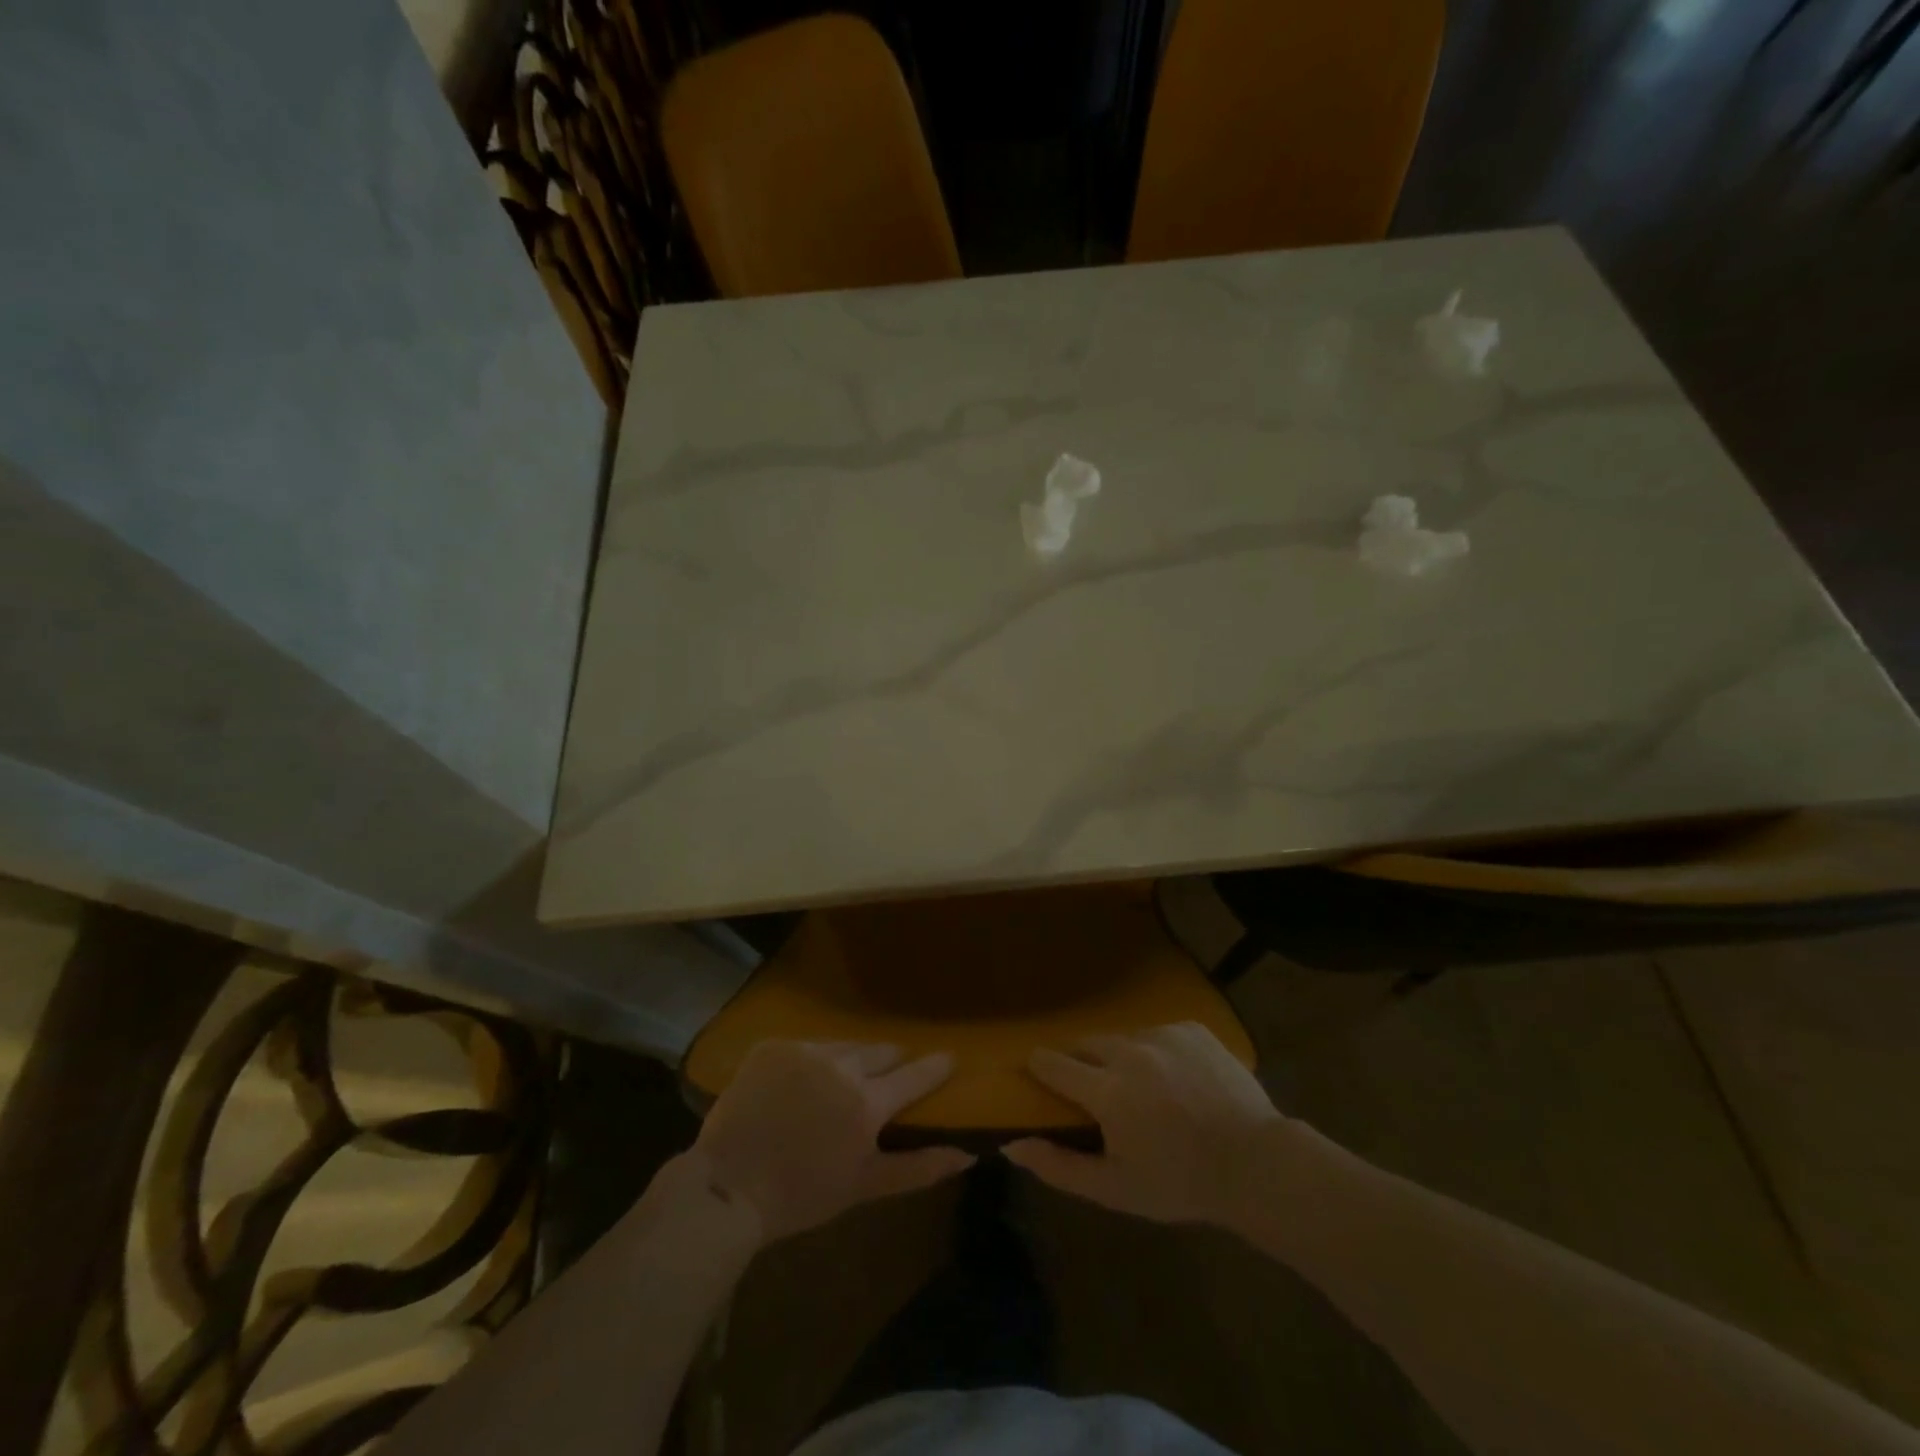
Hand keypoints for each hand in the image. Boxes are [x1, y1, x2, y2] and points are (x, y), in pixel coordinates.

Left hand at [694, 1040, 974, 1244]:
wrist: (726, 1187)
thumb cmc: (801, 1195)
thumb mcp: (864, 1187)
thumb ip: (918, 1168)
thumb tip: (966, 1154)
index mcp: (867, 1102)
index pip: (913, 1076)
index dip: (935, 1066)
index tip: (950, 1056)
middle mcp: (841, 1066)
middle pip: (880, 1052)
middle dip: (892, 1059)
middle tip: (894, 1068)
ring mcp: (804, 1052)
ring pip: (844, 1045)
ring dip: (854, 1057)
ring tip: (850, 1072)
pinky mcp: (773, 1047)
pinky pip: (807, 1045)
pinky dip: (814, 1059)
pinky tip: (806, 1078)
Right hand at [1004, 1022, 1282, 1225]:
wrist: (1257, 1164)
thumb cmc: (1181, 1183)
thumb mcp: (1115, 1188)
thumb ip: (1059, 1166)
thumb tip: (1011, 1145)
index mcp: (1108, 1091)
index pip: (1054, 1064)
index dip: (1040, 1066)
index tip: (1036, 1070)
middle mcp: (1130, 1050)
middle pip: (1087, 1043)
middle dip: (1082, 1062)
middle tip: (1094, 1089)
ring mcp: (1164, 1034)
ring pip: (1124, 1037)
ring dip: (1121, 1057)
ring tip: (1142, 1087)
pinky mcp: (1192, 1028)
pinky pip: (1159, 1032)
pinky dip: (1156, 1050)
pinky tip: (1176, 1079)